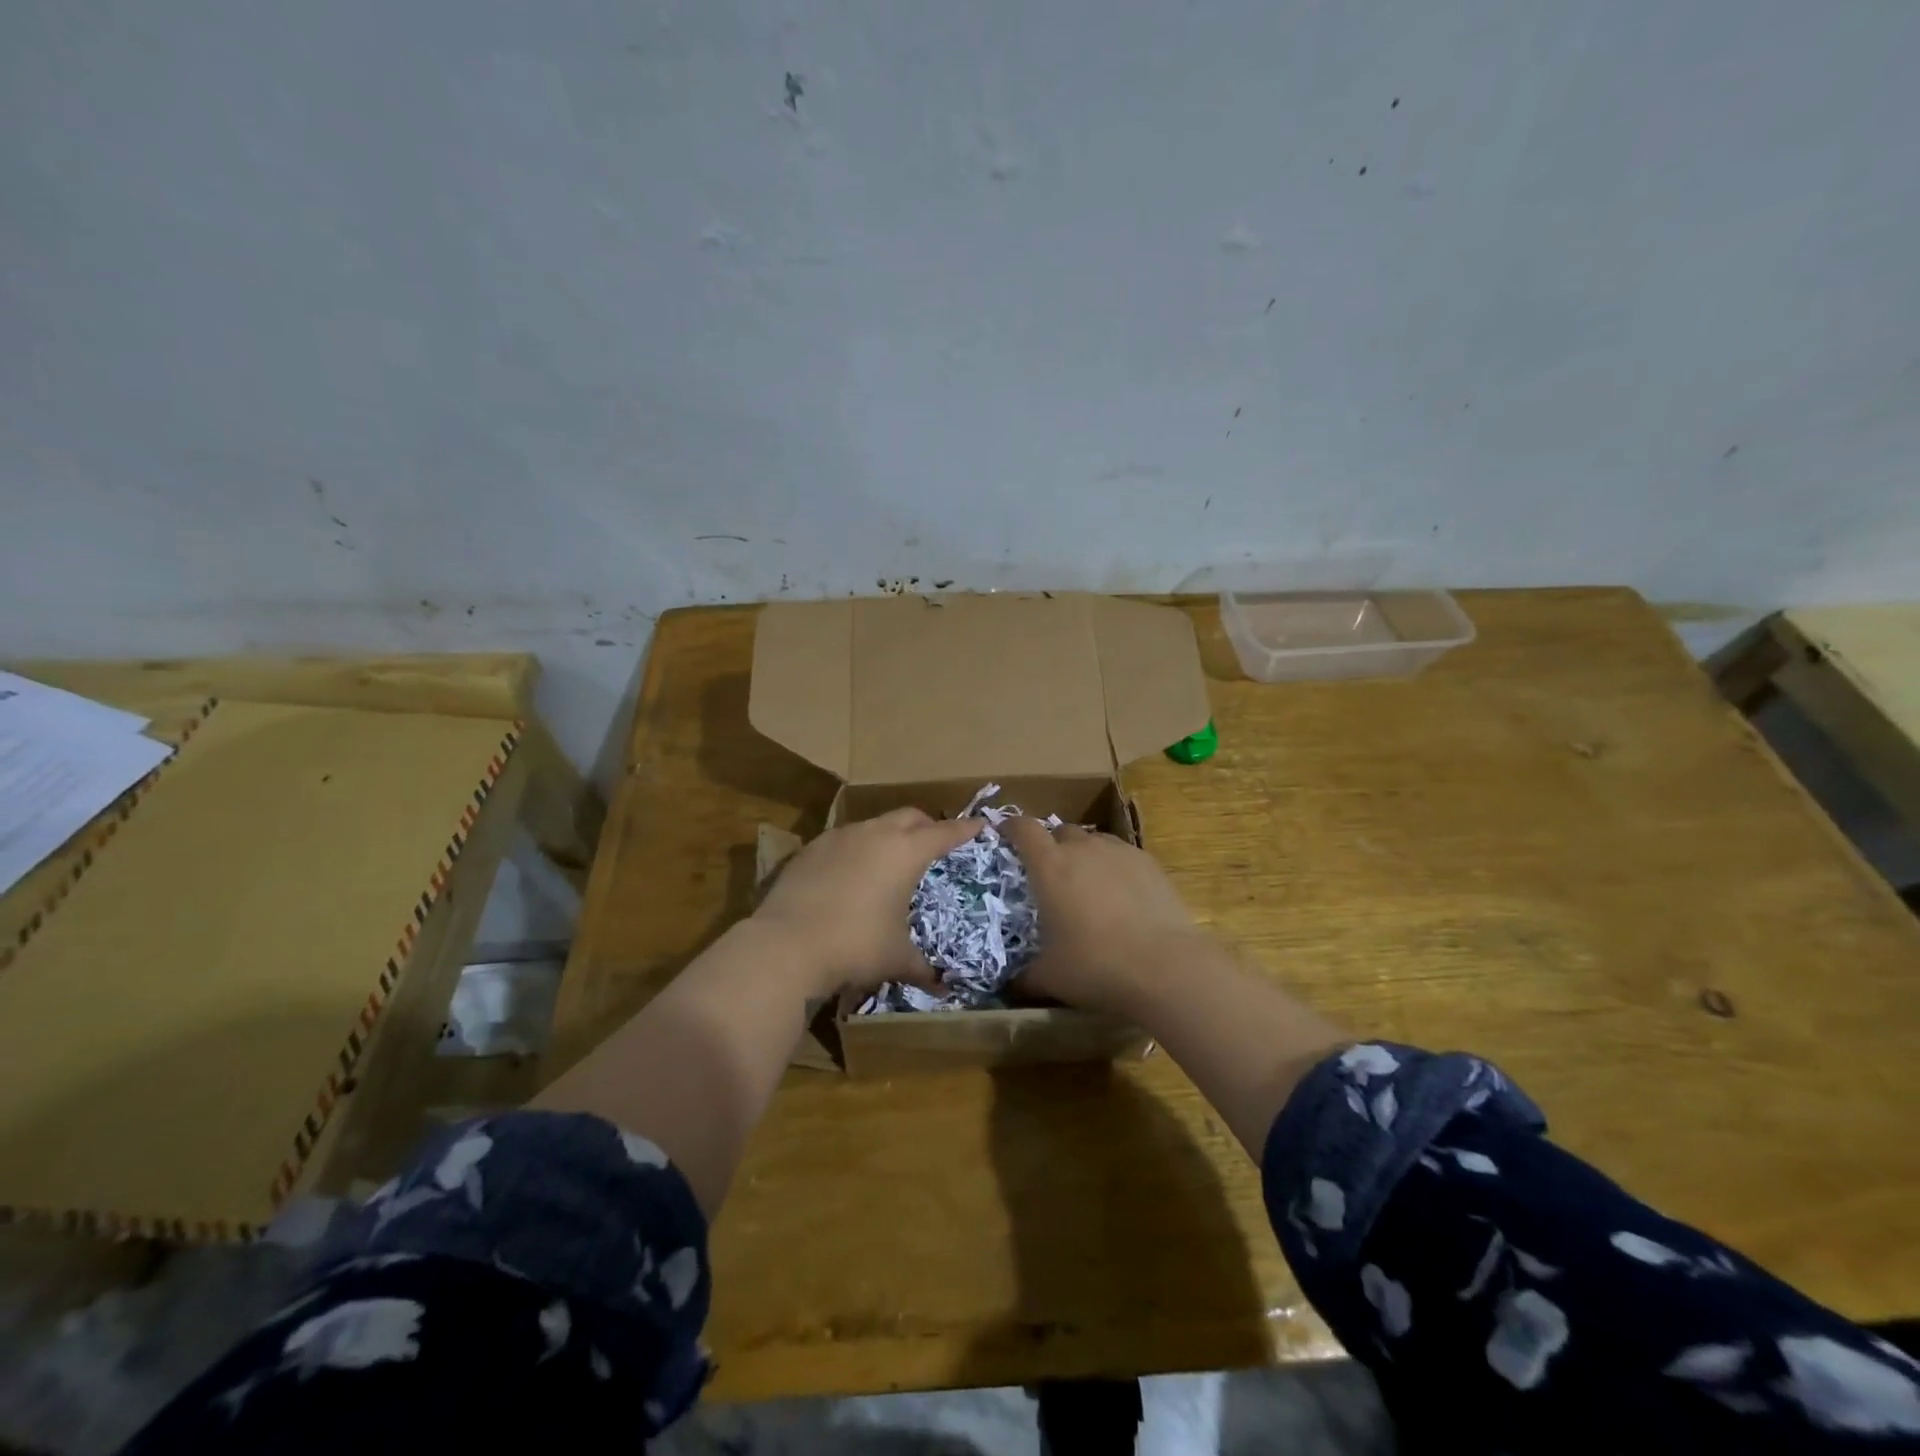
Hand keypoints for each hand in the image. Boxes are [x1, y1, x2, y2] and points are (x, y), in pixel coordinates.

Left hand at [752, 808, 983, 996]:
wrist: (786, 944)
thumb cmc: (855, 946)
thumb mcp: (895, 958)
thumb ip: (922, 967)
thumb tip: (940, 984)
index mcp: (905, 852)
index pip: (944, 833)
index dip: (965, 829)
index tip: (980, 824)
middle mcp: (875, 834)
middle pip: (909, 816)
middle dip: (927, 825)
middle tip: (935, 840)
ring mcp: (839, 837)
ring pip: (874, 824)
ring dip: (889, 835)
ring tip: (891, 858)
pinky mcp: (810, 848)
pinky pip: (844, 840)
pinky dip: (857, 848)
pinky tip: (852, 873)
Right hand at [999, 818, 1206, 1016]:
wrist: (1165, 966)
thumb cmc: (1096, 966)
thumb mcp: (1051, 977)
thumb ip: (1025, 977)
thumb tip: (1011, 987)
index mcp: (1049, 866)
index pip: (1023, 828)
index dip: (1012, 828)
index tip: (1006, 835)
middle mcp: (1082, 848)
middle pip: (1060, 831)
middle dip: (1052, 845)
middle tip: (1051, 874)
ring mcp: (1119, 852)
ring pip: (1094, 840)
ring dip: (1085, 854)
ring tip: (1089, 885)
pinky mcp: (1149, 863)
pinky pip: (1122, 855)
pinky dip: (1115, 867)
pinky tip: (1122, 896)